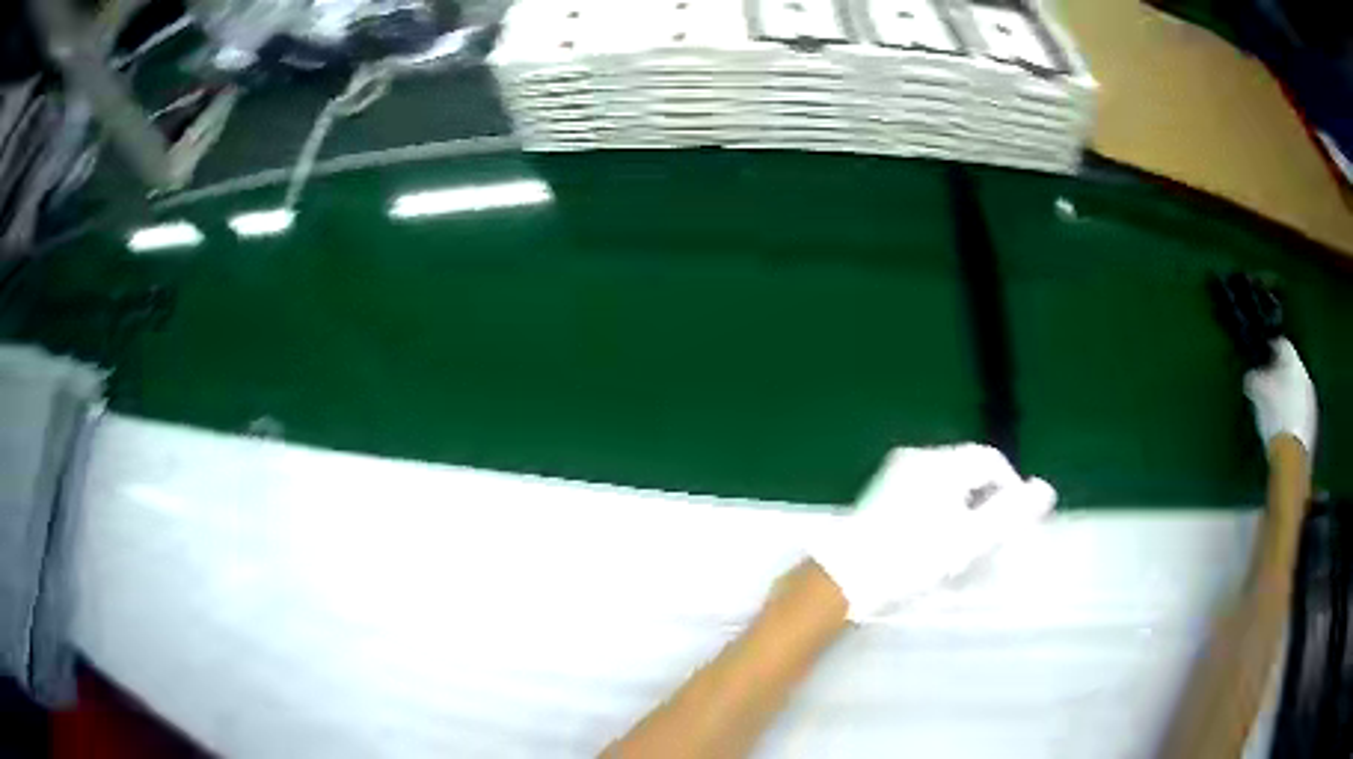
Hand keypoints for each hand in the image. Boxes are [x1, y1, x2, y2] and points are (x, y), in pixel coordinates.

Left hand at [809, 444, 1055, 622]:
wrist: (844, 579)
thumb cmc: (911, 559)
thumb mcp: (968, 539)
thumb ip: (1010, 513)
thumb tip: (1046, 489)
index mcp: (940, 463)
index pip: (991, 459)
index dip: (1010, 488)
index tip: (1013, 524)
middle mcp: (917, 457)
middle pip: (968, 468)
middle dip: (986, 499)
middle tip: (988, 538)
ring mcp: (894, 473)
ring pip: (946, 481)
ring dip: (963, 506)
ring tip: (962, 543)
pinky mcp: (880, 492)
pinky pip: (925, 491)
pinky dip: (940, 509)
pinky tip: (933, 540)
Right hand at [1244, 338, 1316, 455]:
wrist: (1291, 455)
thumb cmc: (1275, 415)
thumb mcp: (1257, 393)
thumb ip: (1253, 379)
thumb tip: (1251, 376)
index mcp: (1293, 362)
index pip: (1281, 344)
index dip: (1269, 348)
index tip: (1260, 356)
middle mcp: (1305, 375)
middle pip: (1291, 368)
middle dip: (1280, 374)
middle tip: (1267, 384)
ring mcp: (1311, 401)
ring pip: (1297, 389)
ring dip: (1287, 394)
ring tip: (1275, 408)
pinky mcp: (1312, 424)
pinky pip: (1301, 410)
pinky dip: (1293, 413)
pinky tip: (1284, 426)